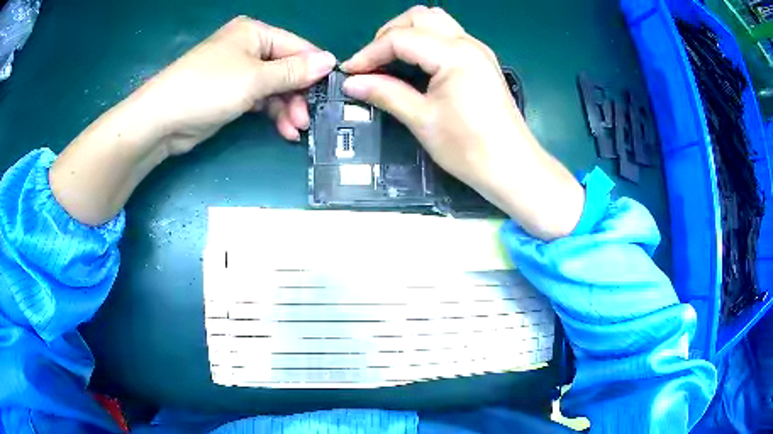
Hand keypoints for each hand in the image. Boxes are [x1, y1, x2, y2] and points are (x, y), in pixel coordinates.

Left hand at [50, 17, 335, 225]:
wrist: (161, 120)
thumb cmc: (208, 88)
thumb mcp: (254, 78)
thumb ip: (293, 71)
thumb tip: (330, 61)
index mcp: (255, 33)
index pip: (296, 47)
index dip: (314, 70)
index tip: (331, 93)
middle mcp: (249, 48)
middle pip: (286, 69)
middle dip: (298, 95)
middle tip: (308, 120)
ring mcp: (239, 72)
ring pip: (275, 88)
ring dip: (287, 109)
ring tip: (295, 130)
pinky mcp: (232, 95)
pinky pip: (261, 101)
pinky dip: (272, 114)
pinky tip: (283, 130)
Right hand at [341, 6, 583, 239]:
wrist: (512, 167)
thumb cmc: (469, 148)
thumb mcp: (423, 120)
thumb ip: (386, 94)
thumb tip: (352, 83)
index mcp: (454, 54)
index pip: (401, 38)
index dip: (369, 53)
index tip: (350, 72)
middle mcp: (468, 43)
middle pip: (419, 17)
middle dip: (388, 34)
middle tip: (372, 63)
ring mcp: (478, 50)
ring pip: (435, 22)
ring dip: (408, 34)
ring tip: (390, 61)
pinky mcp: (481, 61)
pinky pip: (447, 36)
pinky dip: (424, 43)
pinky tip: (415, 66)